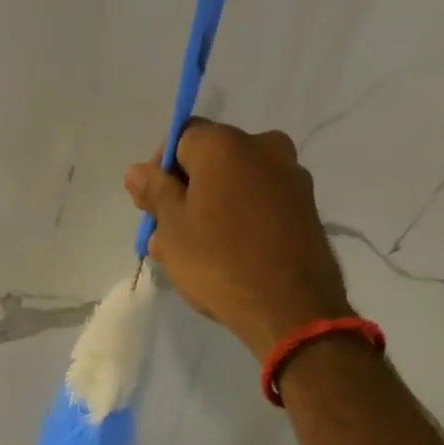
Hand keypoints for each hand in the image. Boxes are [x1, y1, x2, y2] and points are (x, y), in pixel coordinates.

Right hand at [125, 121, 351, 360]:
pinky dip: (240, 220)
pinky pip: (260, 204)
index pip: (182, 137)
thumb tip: (137, 171)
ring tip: (195, 253)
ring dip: (212, 209)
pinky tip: (228, 255)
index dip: (159, 169)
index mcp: (226, 145)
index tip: (150, 207)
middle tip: (168, 236)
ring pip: (237, 185)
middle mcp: (264, 146)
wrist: (289, 307)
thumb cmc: (219, 264)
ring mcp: (291, 177)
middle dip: (186, 193)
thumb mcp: (173, 231)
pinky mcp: (306, 207)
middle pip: (212, 161)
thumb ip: (155, 194)